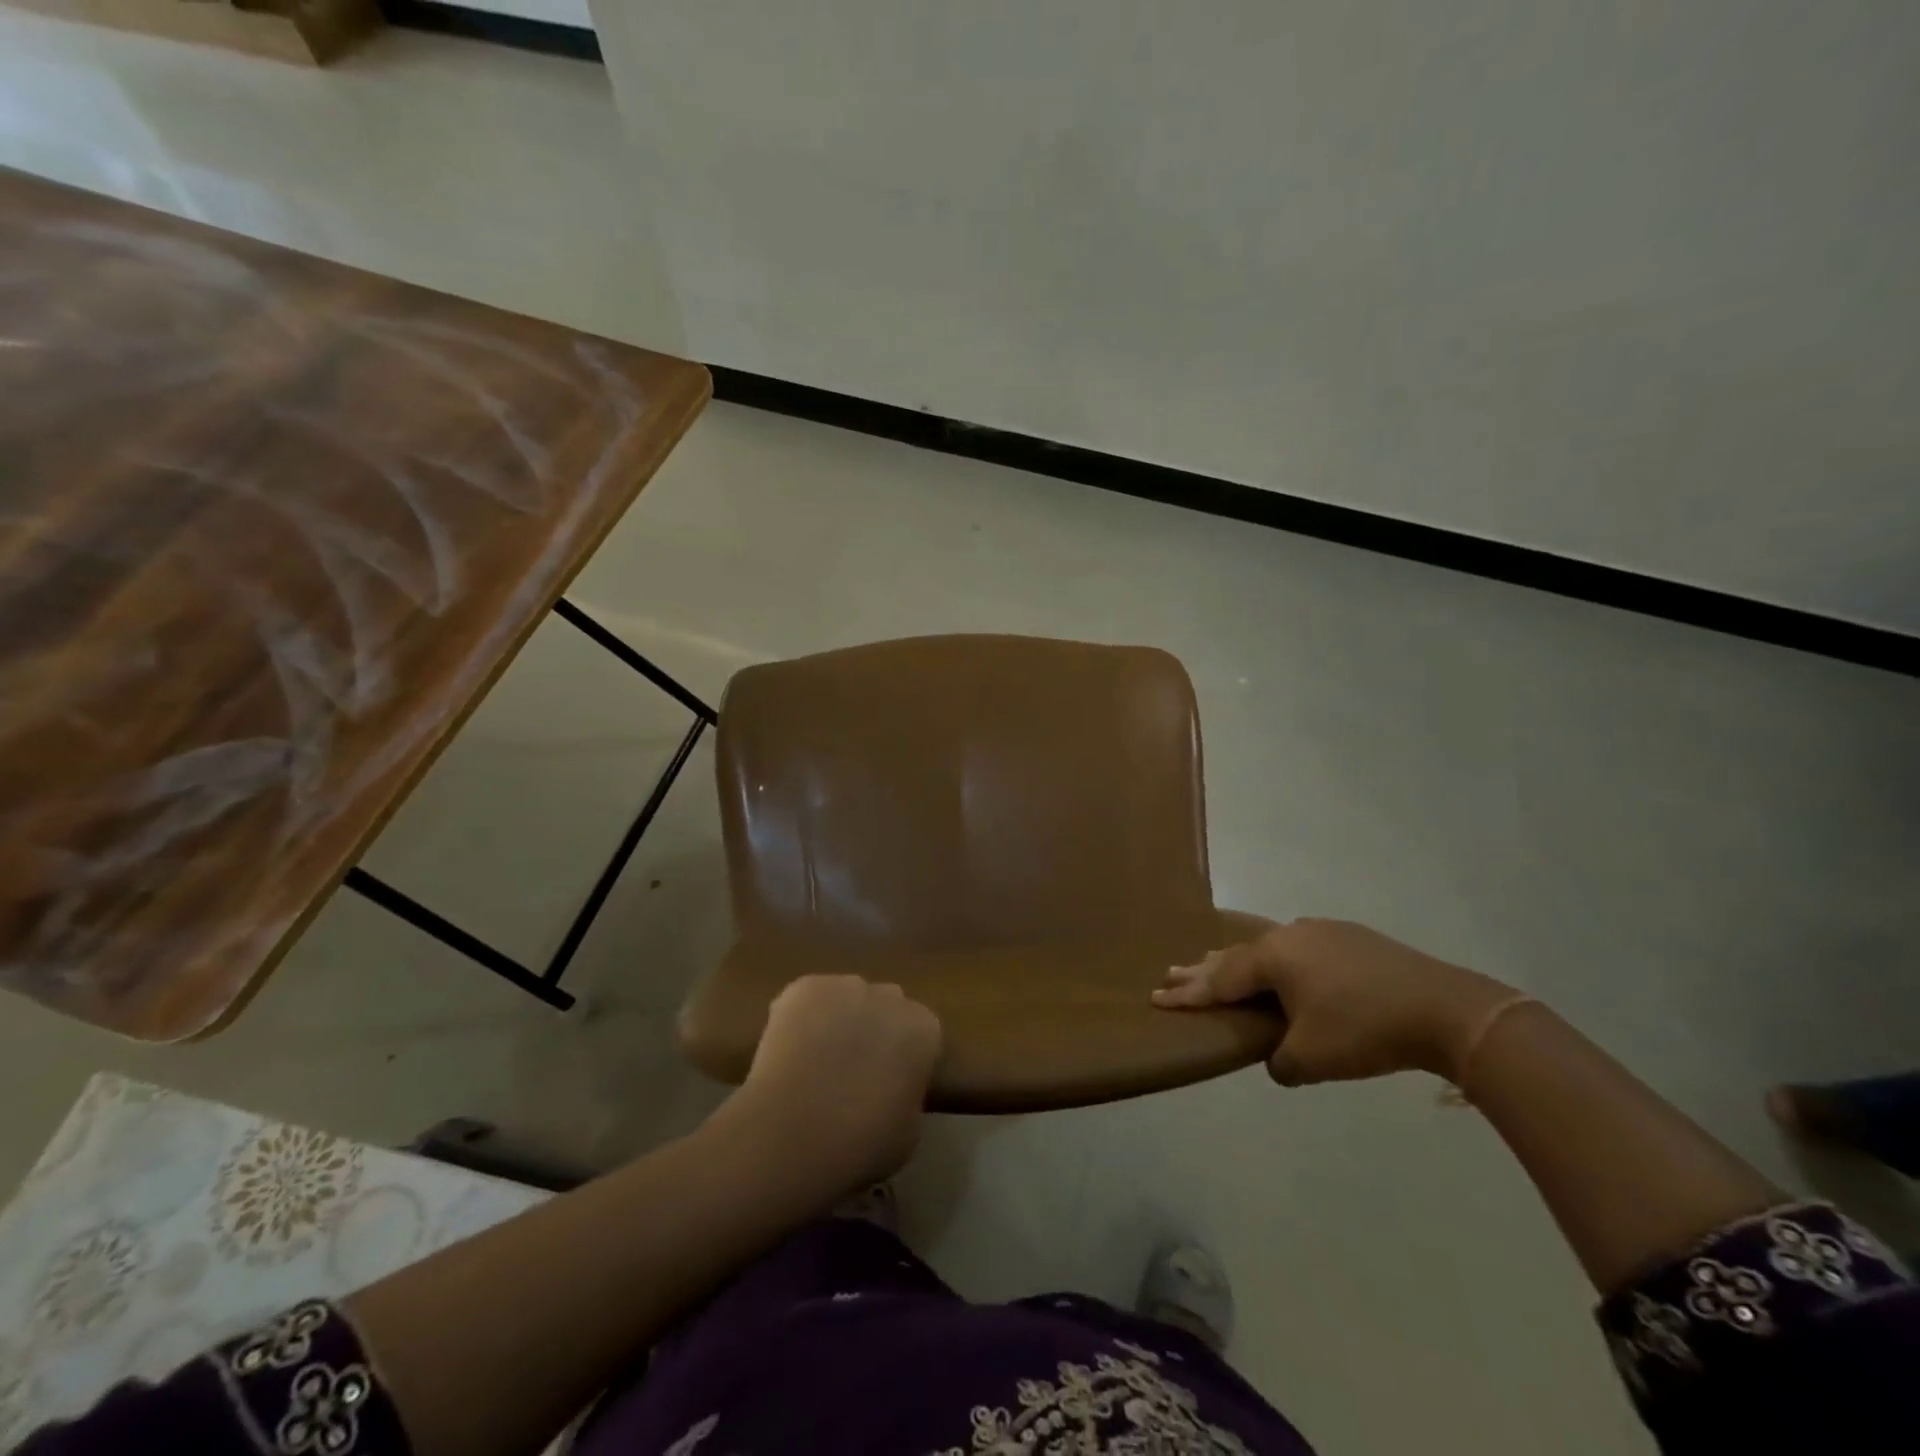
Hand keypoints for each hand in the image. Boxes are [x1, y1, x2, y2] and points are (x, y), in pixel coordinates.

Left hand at [718, 975, 943, 1193]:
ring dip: (839, 1020)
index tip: (889, 1085)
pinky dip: (801, 1018)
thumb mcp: (908, 1132)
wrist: (794, 1132)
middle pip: (887, 1007)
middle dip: (875, 1030)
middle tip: (853, 1071)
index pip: (922, 1035)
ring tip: (815, 1062)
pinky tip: (788, 1051)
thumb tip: (893, 1089)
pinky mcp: (805, 987)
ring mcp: (846, 985)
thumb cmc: (861, 1144)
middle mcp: (891, 996)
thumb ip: (907, 1096)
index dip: (904, 1059)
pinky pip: (809, 999)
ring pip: (847, 999)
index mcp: (924, 1029)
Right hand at [1152, 918, 1517, 1084]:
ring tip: (1219, 964)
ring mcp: (1324, 932)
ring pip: (1269, 948)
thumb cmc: (1364, 1031)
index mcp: (1273, 957)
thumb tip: (1277, 1057)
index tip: (1158, 996)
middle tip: (1173, 971)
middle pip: (1237, 955)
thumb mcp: (1311, 1058)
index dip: (1189, 992)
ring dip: (1242, 962)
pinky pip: (1300, 948)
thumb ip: (1279, 1061)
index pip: (1220, 979)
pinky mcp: (1354, 939)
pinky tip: (1285, 968)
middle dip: (1204, 969)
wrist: (1446, 1009)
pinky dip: (1280, 962)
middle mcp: (1291, 935)